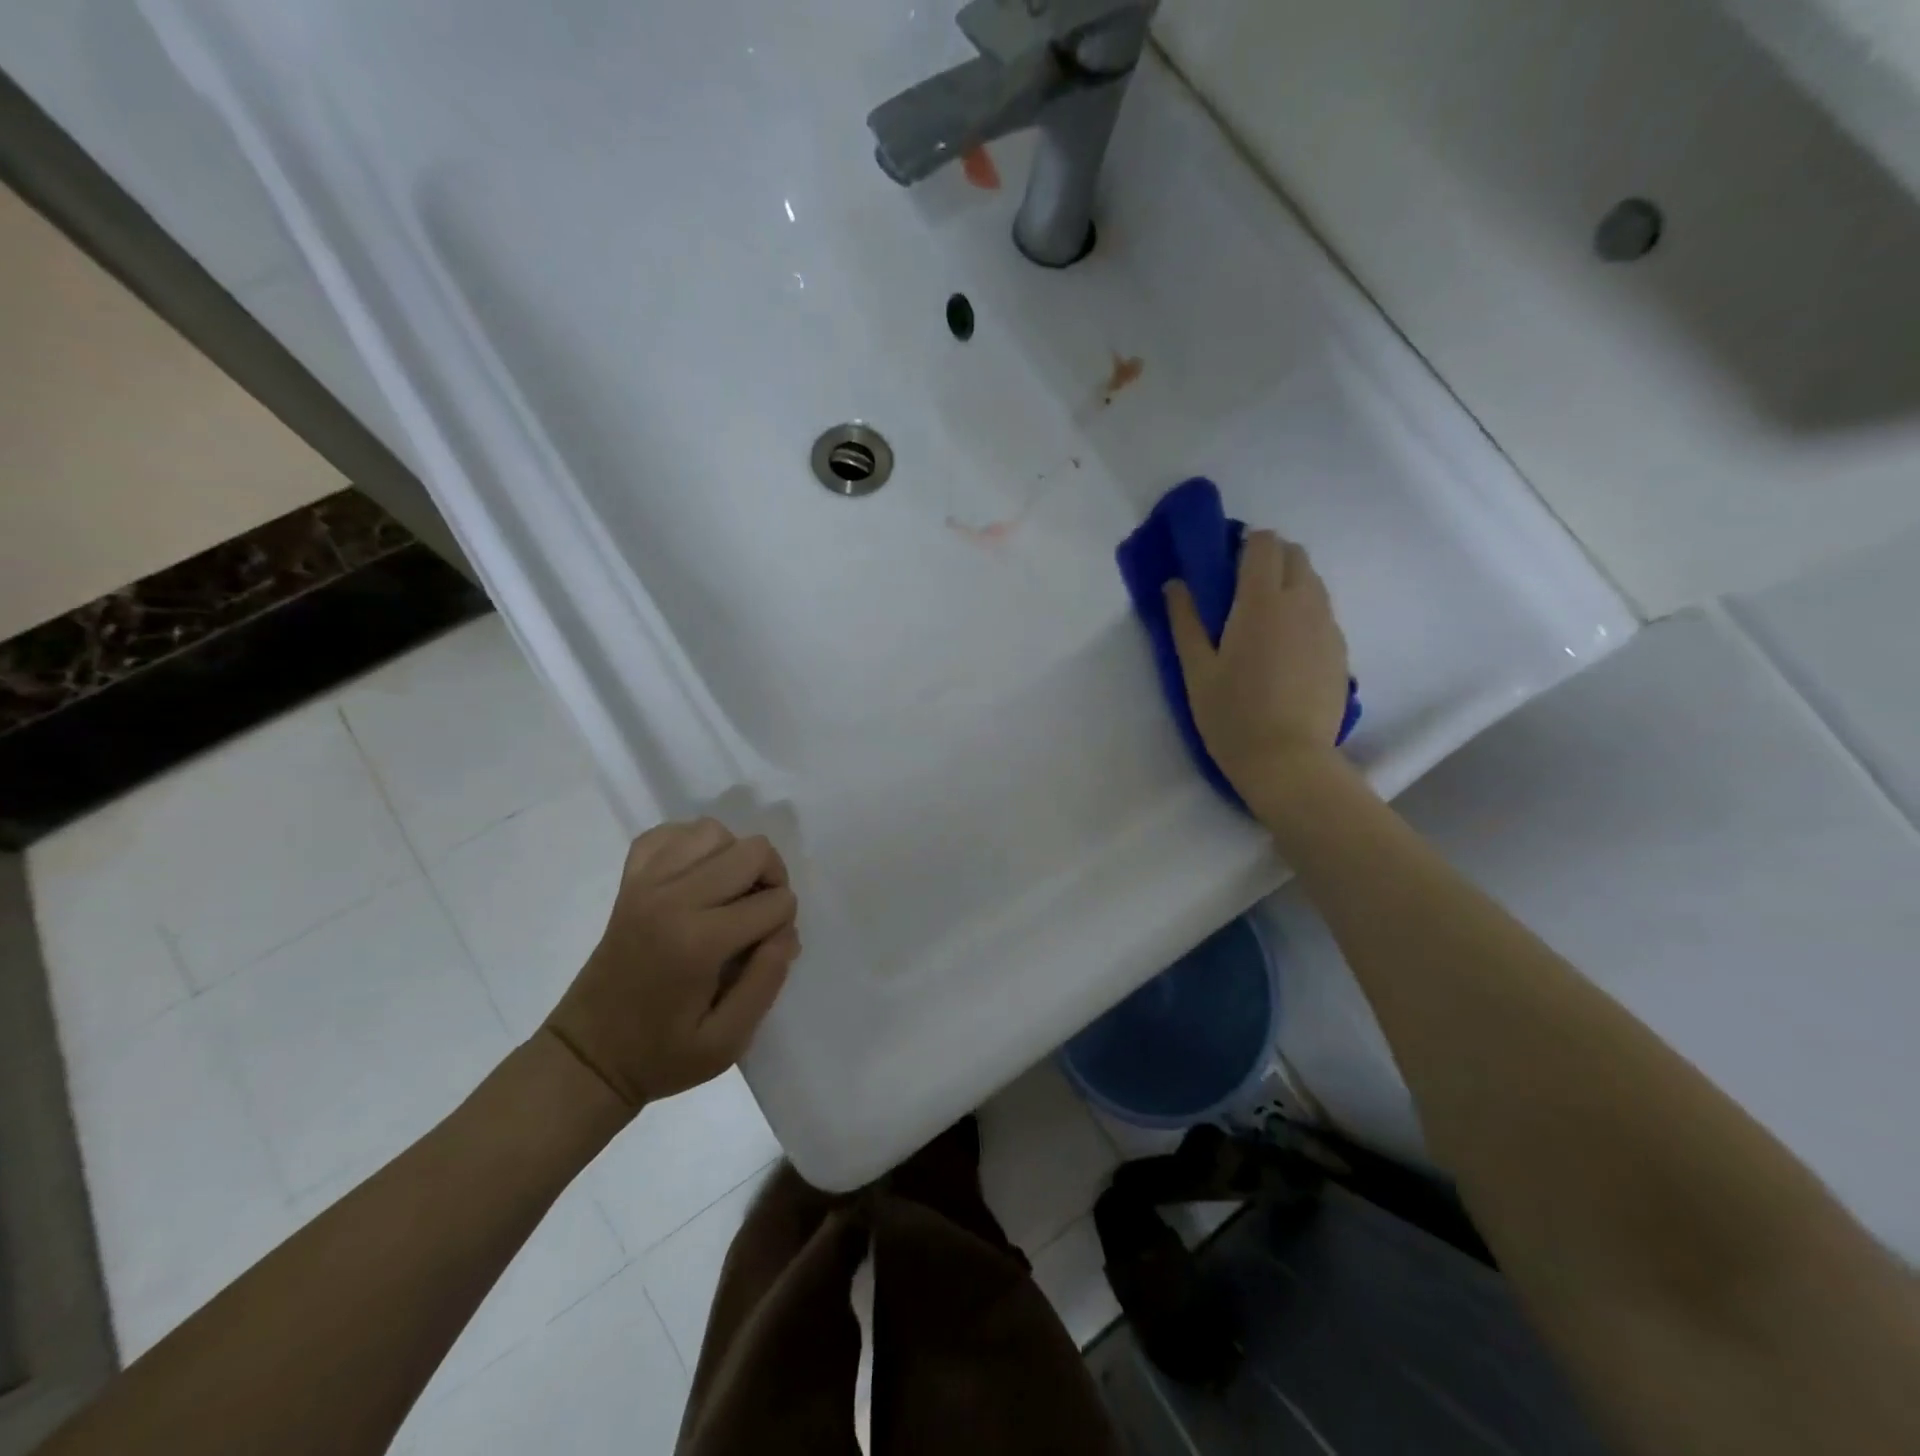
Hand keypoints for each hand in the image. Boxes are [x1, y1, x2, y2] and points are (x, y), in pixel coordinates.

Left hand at [543, 819, 799, 1109]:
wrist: (587, 1055)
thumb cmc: (661, 1056)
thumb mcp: (727, 1043)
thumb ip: (766, 983)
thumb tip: (786, 934)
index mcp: (698, 941)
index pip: (774, 902)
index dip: (784, 925)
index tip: (767, 952)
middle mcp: (672, 899)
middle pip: (752, 850)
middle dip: (772, 880)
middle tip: (759, 917)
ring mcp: (646, 883)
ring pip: (713, 831)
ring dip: (734, 857)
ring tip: (730, 894)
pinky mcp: (629, 881)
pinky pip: (668, 834)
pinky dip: (691, 845)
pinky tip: (696, 876)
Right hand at [1165, 530, 1350, 801]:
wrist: (1289, 761)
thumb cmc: (1232, 716)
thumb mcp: (1197, 670)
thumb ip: (1185, 621)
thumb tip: (1175, 584)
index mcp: (1262, 601)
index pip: (1263, 543)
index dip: (1243, 543)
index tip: (1223, 564)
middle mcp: (1302, 602)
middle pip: (1294, 554)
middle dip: (1268, 558)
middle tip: (1239, 592)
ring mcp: (1327, 625)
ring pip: (1313, 582)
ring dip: (1288, 583)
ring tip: (1262, 622)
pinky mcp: (1340, 649)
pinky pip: (1322, 612)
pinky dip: (1303, 613)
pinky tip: (1284, 650)